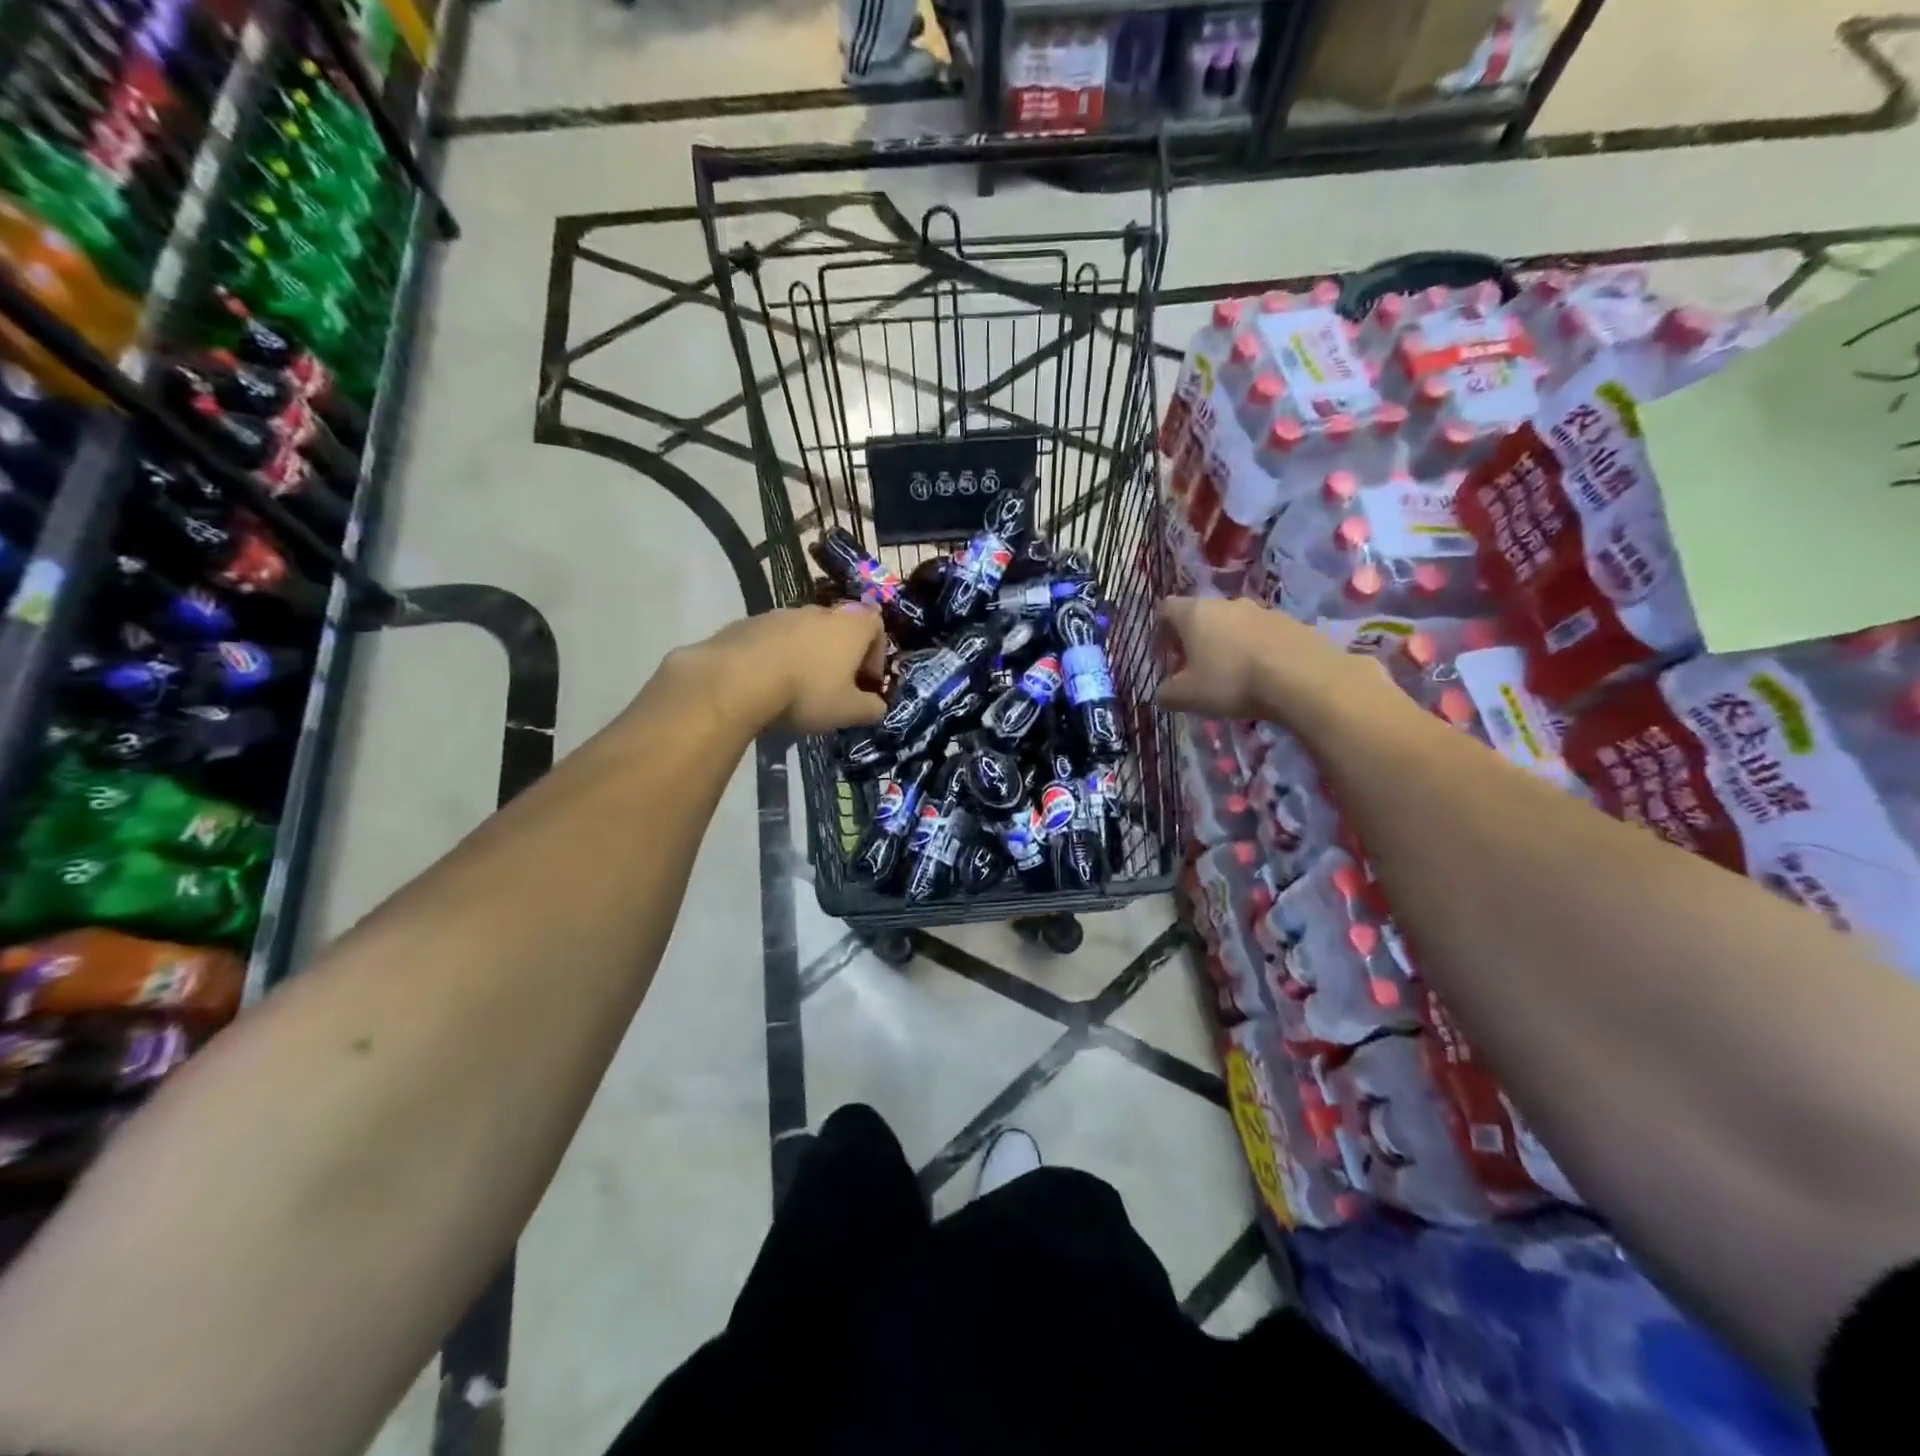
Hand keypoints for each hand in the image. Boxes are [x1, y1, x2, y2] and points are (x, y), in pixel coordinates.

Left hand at [691, 604, 888, 733]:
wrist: (736, 680)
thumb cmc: (806, 692)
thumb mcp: (848, 711)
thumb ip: (871, 709)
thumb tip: (878, 707)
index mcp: (850, 626)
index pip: (876, 624)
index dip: (876, 653)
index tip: (866, 681)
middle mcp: (818, 611)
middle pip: (839, 627)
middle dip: (841, 655)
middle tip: (834, 687)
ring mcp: (781, 613)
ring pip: (804, 632)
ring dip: (808, 655)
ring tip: (797, 688)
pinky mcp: (748, 623)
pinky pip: (773, 639)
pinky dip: (777, 656)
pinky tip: (767, 685)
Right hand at [1156, 597, 1400, 734]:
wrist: (1303, 678)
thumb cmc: (1231, 681)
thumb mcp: (1187, 696)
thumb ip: (1167, 693)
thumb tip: (1163, 693)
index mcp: (1195, 613)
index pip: (1166, 608)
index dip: (1161, 631)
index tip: (1165, 656)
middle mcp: (1227, 603)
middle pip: (1202, 615)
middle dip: (1195, 640)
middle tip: (1196, 669)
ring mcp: (1262, 610)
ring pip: (1234, 624)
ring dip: (1227, 644)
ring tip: (1232, 675)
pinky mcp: (1292, 623)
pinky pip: (1263, 635)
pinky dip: (1256, 651)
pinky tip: (1261, 676)